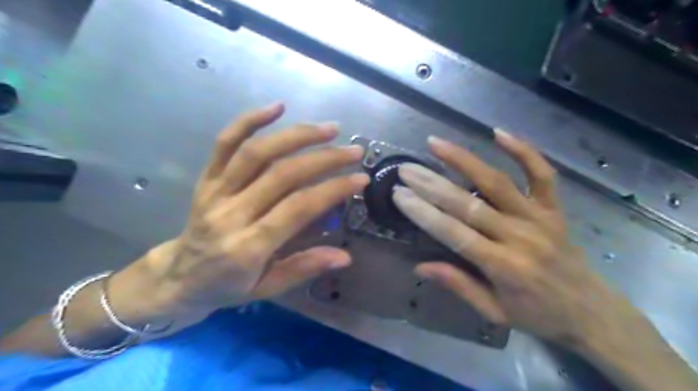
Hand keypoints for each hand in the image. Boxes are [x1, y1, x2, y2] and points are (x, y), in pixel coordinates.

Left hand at [108, 102, 366, 320]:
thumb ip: (304, 267)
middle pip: (282, 174)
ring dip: (296, 135)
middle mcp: (231, 214)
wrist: (178, 277)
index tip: (360, 178)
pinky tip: (276, 107)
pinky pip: (224, 143)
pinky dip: (249, 120)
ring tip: (328, 129)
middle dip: (324, 158)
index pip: (298, 208)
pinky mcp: (206, 178)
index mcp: (248, 247)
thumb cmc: (227, 286)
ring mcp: (216, 191)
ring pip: (256, 152)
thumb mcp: (267, 288)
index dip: (333, 189)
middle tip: (353, 150)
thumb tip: (345, 256)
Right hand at [392, 129, 627, 349]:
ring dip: (464, 160)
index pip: (453, 233)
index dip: (423, 212)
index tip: (400, 195)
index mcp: (502, 266)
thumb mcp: (493, 312)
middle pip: (468, 204)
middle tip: (406, 169)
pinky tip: (498, 133)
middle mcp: (519, 236)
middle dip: (432, 184)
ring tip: (436, 143)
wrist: (592, 312)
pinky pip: (541, 174)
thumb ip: (458, 285)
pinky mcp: (555, 208)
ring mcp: (539, 218)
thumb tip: (420, 267)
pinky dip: (523, 150)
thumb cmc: (538, 315)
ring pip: (497, 182)